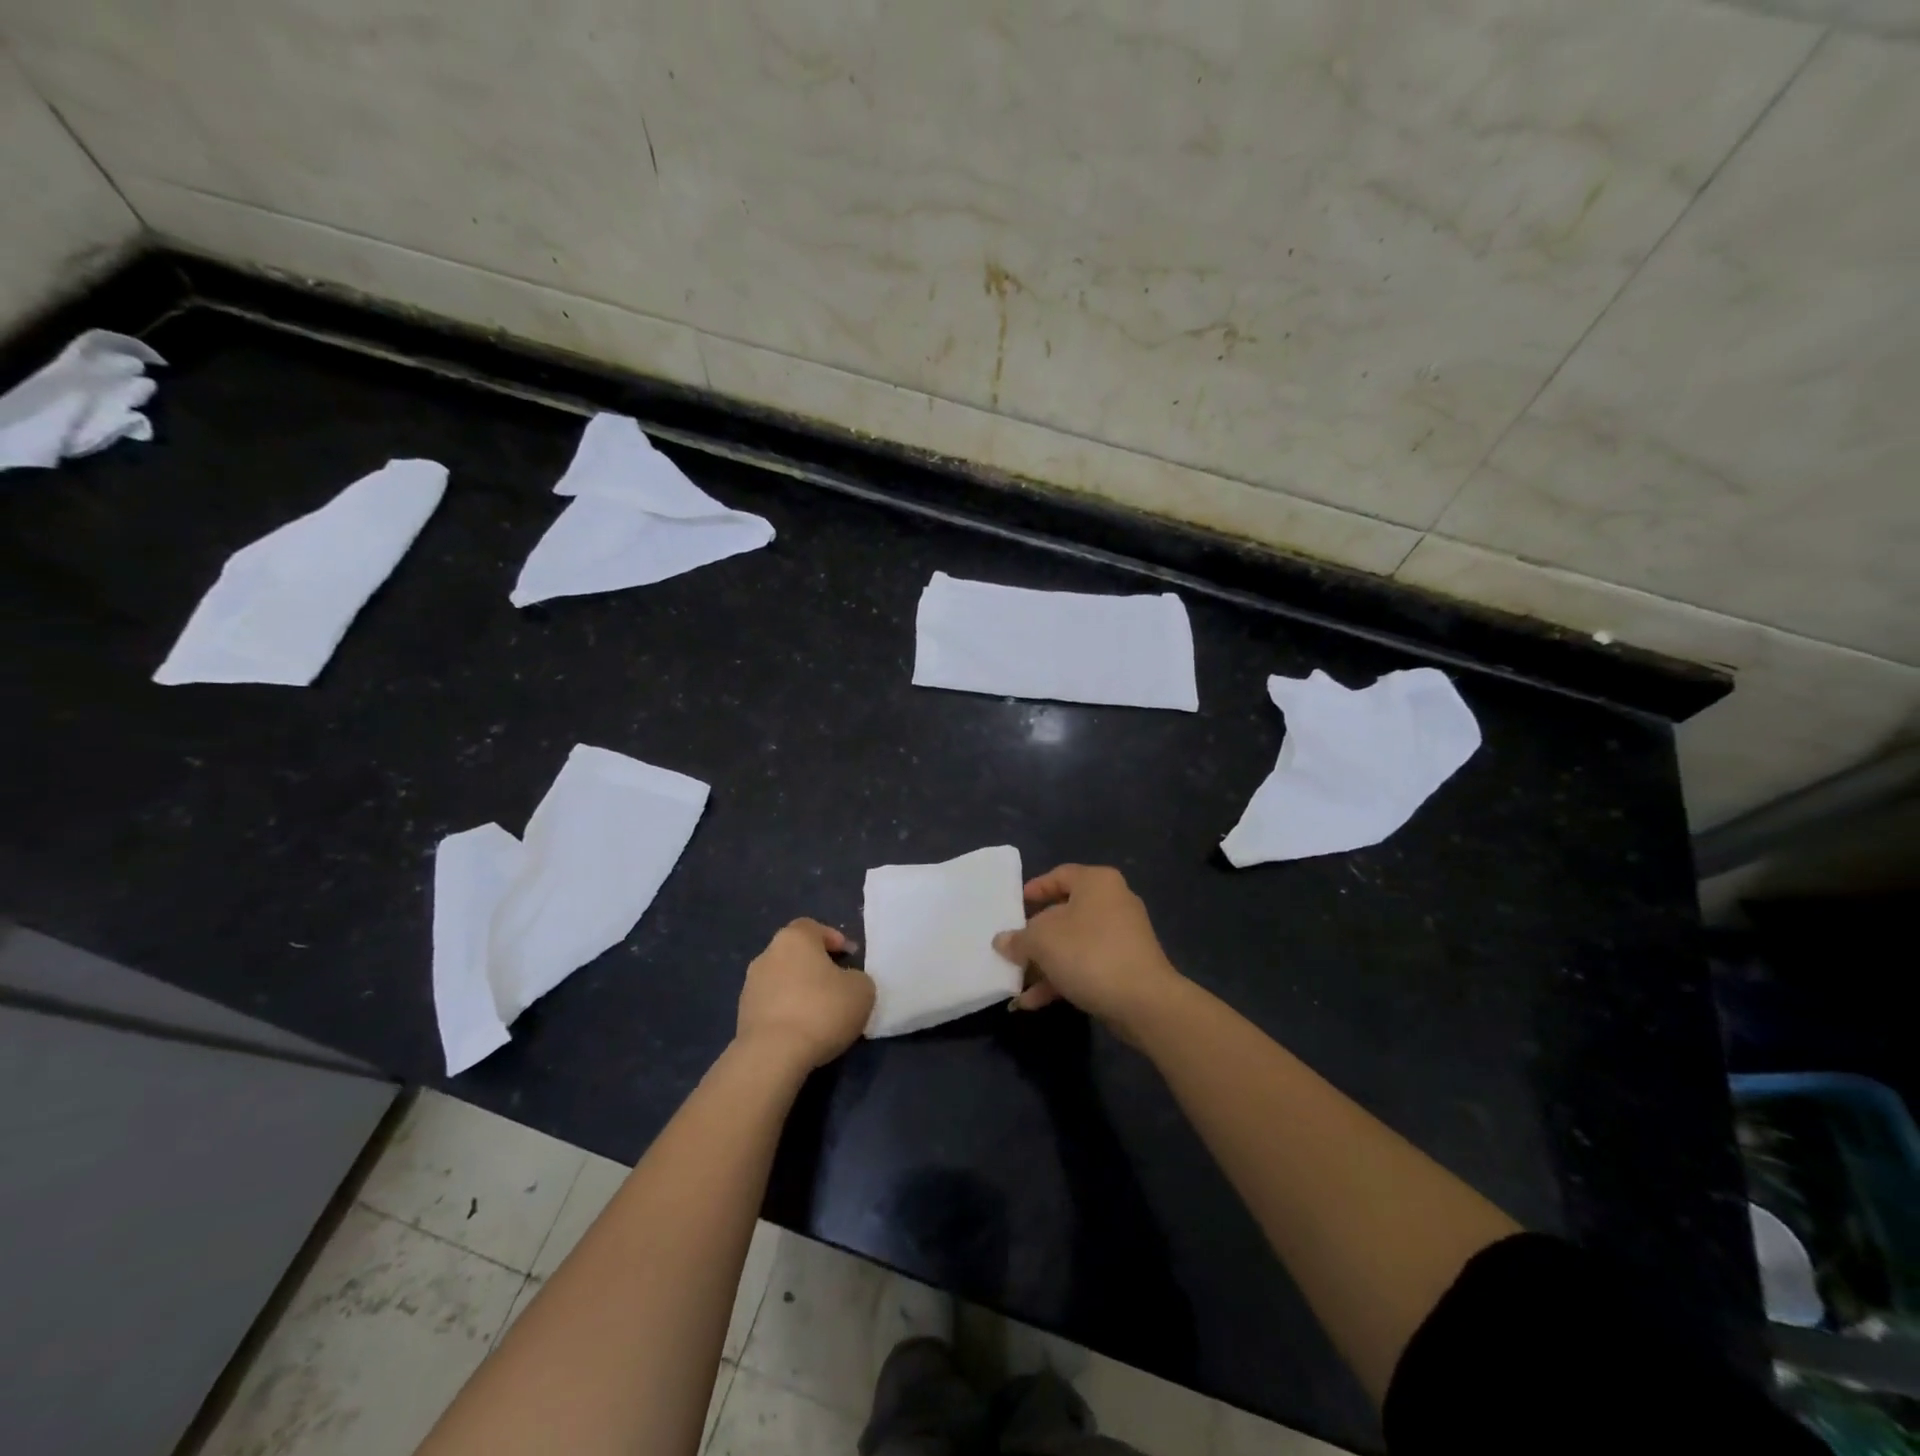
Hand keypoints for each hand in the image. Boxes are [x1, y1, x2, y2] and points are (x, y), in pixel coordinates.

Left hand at [736, 918, 874, 1070]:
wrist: (773, 1055)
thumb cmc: (821, 1010)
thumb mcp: (862, 990)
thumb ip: (857, 978)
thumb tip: (846, 982)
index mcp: (794, 938)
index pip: (813, 927)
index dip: (833, 938)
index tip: (849, 956)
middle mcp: (767, 955)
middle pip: (795, 953)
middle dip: (815, 966)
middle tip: (837, 985)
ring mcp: (750, 985)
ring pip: (782, 980)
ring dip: (799, 990)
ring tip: (820, 1014)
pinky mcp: (742, 1015)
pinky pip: (772, 1005)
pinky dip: (786, 1012)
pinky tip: (802, 1031)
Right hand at [993, 865, 1182, 1037]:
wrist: (1144, 1002)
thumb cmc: (1089, 953)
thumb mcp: (1042, 941)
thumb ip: (1018, 938)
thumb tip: (1002, 941)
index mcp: (1096, 882)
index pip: (1059, 875)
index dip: (1034, 889)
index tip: (1013, 907)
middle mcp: (1113, 902)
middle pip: (1064, 913)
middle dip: (1034, 936)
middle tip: (1011, 948)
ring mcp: (1122, 936)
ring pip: (1073, 944)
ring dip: (1043, 964)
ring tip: (1016, 983)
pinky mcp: (1126, 967)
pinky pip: (1086, 965)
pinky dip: (1061, 979)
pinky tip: (1033, 1003)